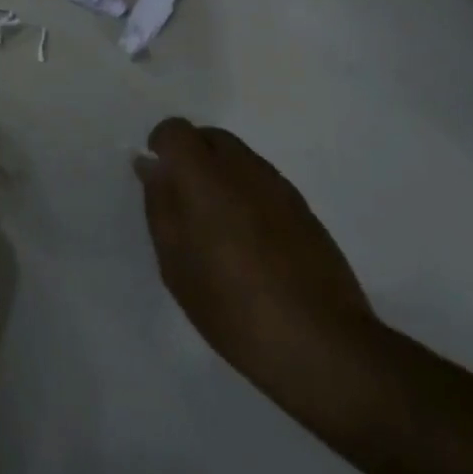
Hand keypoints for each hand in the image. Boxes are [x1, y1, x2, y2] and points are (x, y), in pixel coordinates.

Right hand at [136, 119, 380, 395]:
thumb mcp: (176, 264)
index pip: (177, 130)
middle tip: (183, 204)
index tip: (158, 178)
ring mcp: (279, 186)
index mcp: (207, 176)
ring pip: (239, 158)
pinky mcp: (303, 208)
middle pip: (211, 137)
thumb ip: (161, 206)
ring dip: (220, 176)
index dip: (162, 146)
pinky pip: (262, 182)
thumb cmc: (233, 307)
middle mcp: (245, 167)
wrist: (321, 343)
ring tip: (216, 229)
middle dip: (191, 157)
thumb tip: (151, 166)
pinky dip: (246, 195)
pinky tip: (249, 243)